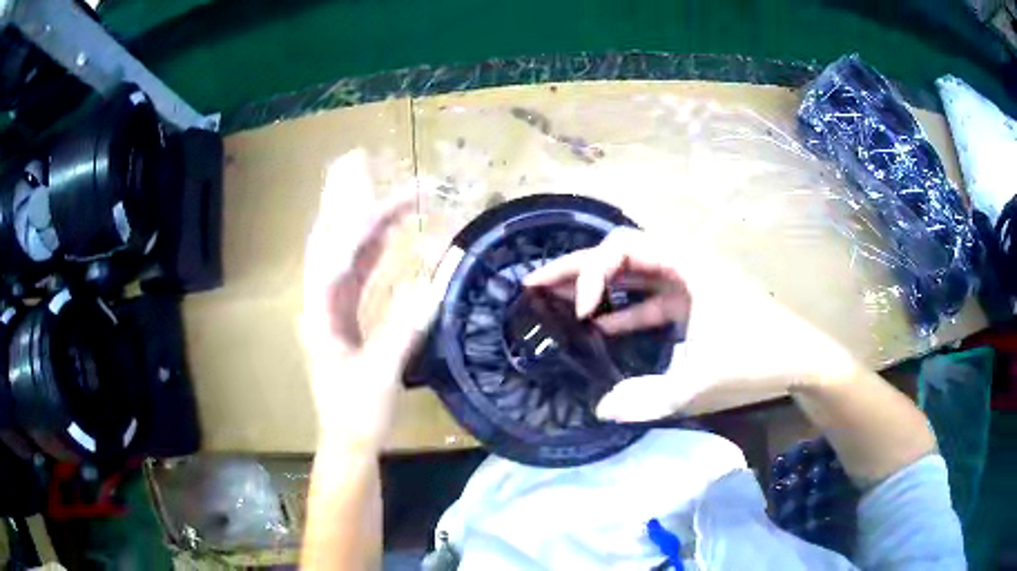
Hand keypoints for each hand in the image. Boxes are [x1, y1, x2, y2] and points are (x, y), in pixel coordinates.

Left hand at [300, 151, 437, 451]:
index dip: (366, 222)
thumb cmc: (357, 416)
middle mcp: (319, 303)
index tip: (400, 198)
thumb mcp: (380, 376)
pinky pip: (358, 274)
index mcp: (319, 314)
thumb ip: (403, 329)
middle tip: (355, 161)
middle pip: (328, 239)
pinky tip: (390, 235)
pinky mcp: (345, 319)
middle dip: (342, 199)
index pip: (338, 255)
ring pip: (343, 253)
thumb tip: (433, 282)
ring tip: (385, 189)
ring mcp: (331, 309)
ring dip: (363, 220)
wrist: (348, 445)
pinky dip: (374, 250)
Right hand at [524, 227, 858, 421]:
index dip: (592, 274)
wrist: (799, 359)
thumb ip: (648, 399)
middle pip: (620, 254)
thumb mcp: (699, 382)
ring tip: (555, 299)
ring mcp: (688, 285)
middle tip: (534, 282)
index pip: (623, 248)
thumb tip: (601, 410)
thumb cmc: (755, 358)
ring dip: (596, 286)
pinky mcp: (693, 305)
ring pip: (632, 277)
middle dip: (576, 267)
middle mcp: (683, 264)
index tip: (580, 313)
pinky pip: (649, 302)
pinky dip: (623, 311)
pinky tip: (599, 326)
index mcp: (686, 264)